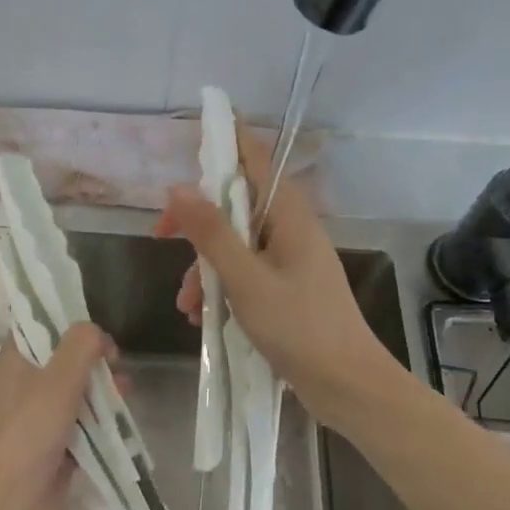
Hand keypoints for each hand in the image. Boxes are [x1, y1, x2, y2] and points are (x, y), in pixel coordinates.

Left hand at [0, 324, 114, 509]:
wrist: (10, 507)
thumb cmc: (29, 434)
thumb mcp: (58, 380)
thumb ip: (81, 346)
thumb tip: (96, 333)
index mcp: (14, 361)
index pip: (38, 325)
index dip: (68, 321)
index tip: (96, 330)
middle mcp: (22, 385)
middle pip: (62, 358)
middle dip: (93, 358)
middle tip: (117, 365)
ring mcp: (36, 418)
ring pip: (74, 391)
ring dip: (100, 389)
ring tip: (126, 394)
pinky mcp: (51, 446)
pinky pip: (79, 423)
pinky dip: (98, 419)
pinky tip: (120, 421)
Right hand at [154, 131, 400, 421]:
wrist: (348, 387)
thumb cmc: (299, 327)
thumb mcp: (245, 279)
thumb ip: (211, 233)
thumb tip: (176, 187)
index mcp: (288, 214)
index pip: (255, 157)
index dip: (226, 137)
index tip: (196, 122)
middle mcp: (289, 228)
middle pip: (235, 203)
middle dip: (197, 224)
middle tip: (161, 237)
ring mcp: (288, 259)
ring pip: (234, 243)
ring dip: (205, 268)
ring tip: (188, 306)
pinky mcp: (286, 287)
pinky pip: (244, 272)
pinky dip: (221, 288)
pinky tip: (203, 318)